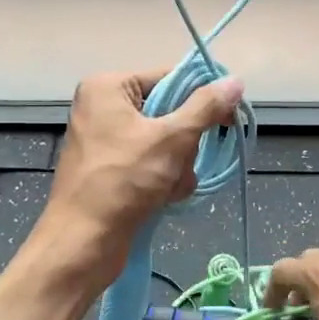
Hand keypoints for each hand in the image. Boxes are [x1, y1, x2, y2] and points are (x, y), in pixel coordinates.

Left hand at [38, 68, 243, 285]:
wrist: (83, 241)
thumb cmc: (124, 181)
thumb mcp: (172, 139)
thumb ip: (206, 107)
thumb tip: (235, 81)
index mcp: (109, 87)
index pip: (170, 77)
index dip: (201, 97)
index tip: (228, 118)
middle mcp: (104, 108)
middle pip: (170, 113)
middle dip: (185, 144)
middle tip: (181, 163)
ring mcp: (106, 142)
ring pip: (166, 143)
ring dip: (178, 168)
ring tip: (169, 187)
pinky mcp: (111, 171)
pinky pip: (153, 164)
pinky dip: (164, 181)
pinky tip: (163, 199)